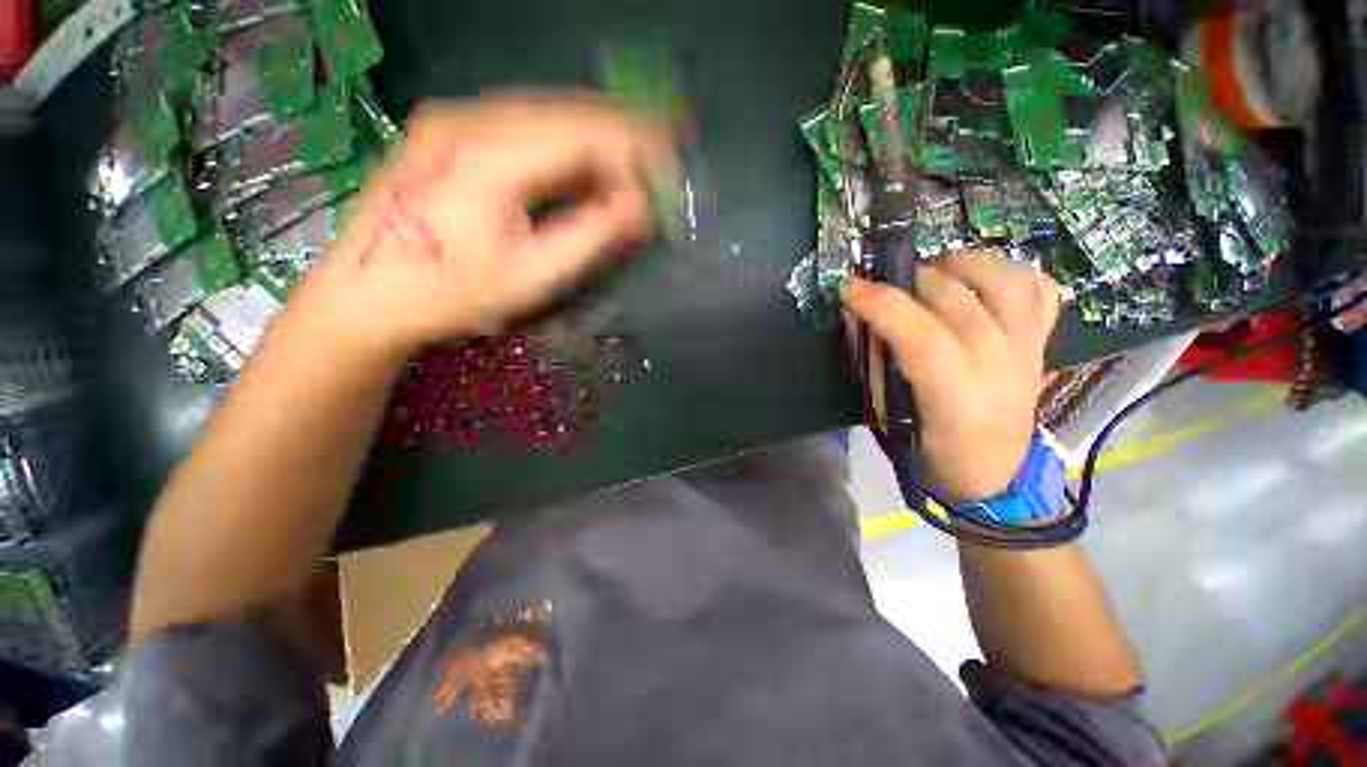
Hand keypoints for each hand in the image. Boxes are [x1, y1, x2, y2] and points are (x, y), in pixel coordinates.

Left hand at [297, 94, 672, 358]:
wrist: (368, 290)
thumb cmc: (451, 293)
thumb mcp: (531, 278)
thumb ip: (591, 237)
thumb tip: (642, 210)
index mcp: (489, 156)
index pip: (586, 134)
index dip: (637, 154)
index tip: (668, 185)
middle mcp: (472, 118)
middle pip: (573, 111)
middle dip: (629, 138)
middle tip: (667, 166)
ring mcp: (458, 117)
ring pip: (553, 111)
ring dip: (603, 138)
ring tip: (639, 168)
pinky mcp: (455, 127)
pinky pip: (531, 122)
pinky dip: (572, 142)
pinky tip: (592, 166)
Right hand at [841, 250, 1061, 499]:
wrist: (995, 472)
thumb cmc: (930, 451)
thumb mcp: (885, 415)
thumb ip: (871, 361)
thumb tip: (855, 313)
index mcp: (957, 398)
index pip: (921, 336)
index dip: (882, 304)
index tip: (849, 288)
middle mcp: (1001, 367)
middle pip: (957, 300)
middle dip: (907, 280)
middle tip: (880, 284)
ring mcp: (1029, 349)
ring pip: (1006, 281)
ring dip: (959, 264)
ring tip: (929, 273)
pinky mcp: (1042, 341)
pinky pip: (1038, 288)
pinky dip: (1006, 271)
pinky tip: (976, 280)